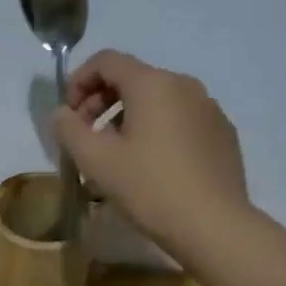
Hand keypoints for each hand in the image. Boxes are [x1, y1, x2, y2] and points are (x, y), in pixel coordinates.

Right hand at [52, 49, 252, 256]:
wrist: (213, 225)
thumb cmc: (148, 187)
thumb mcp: (95, 160)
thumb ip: (69, 129)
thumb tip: (62, 114)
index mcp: (152, 84)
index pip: (107, 60)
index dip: (79, 81)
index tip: (68, 115)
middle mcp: (184, 85)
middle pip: (133, 78)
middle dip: (101, 101)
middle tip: (86, 136)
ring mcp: (209, 109)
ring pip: (158, 100)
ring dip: (128, 117)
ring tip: (116, 154)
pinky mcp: (222, 134)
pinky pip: (180, 119)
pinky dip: (157, 130)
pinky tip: (151, 166)